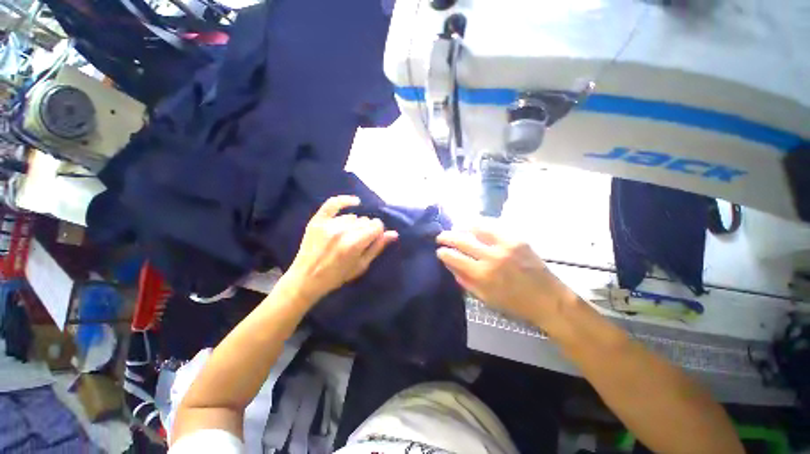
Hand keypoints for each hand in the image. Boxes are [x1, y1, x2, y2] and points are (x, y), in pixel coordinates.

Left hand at [286, 196, 397, 303]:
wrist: (306, 279)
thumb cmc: (337, 276)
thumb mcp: (361, 266)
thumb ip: (377, 248)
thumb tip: (393, 233)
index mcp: (355, 244)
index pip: (377, 226)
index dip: (378, 232)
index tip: (374, 238)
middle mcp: (342, 231)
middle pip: (366, 221)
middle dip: (367, 229)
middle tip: (360, 240)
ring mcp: (328, 224)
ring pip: (353, 217)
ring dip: (355, 224)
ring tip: (348, 235)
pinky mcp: (317, 221)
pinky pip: (333, 203)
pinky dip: (345, 200)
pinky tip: (355, 202)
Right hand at [436, 225, 577, 329]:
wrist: (549, 299)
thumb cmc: (514, 304)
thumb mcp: (485, 298)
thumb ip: (465, 281)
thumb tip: (450, 265)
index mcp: (482, 275)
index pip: (454, 258)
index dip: (443, 253)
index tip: (439, 251)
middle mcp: (491, 257)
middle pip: (462, 240)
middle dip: (447, 237)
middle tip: (441, 237)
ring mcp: (505, 245)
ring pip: (477, 228)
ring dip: (463, 228)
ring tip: (457, 229)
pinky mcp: (517, 239)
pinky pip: (494, 227)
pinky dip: (481, 225)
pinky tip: (475, 226)